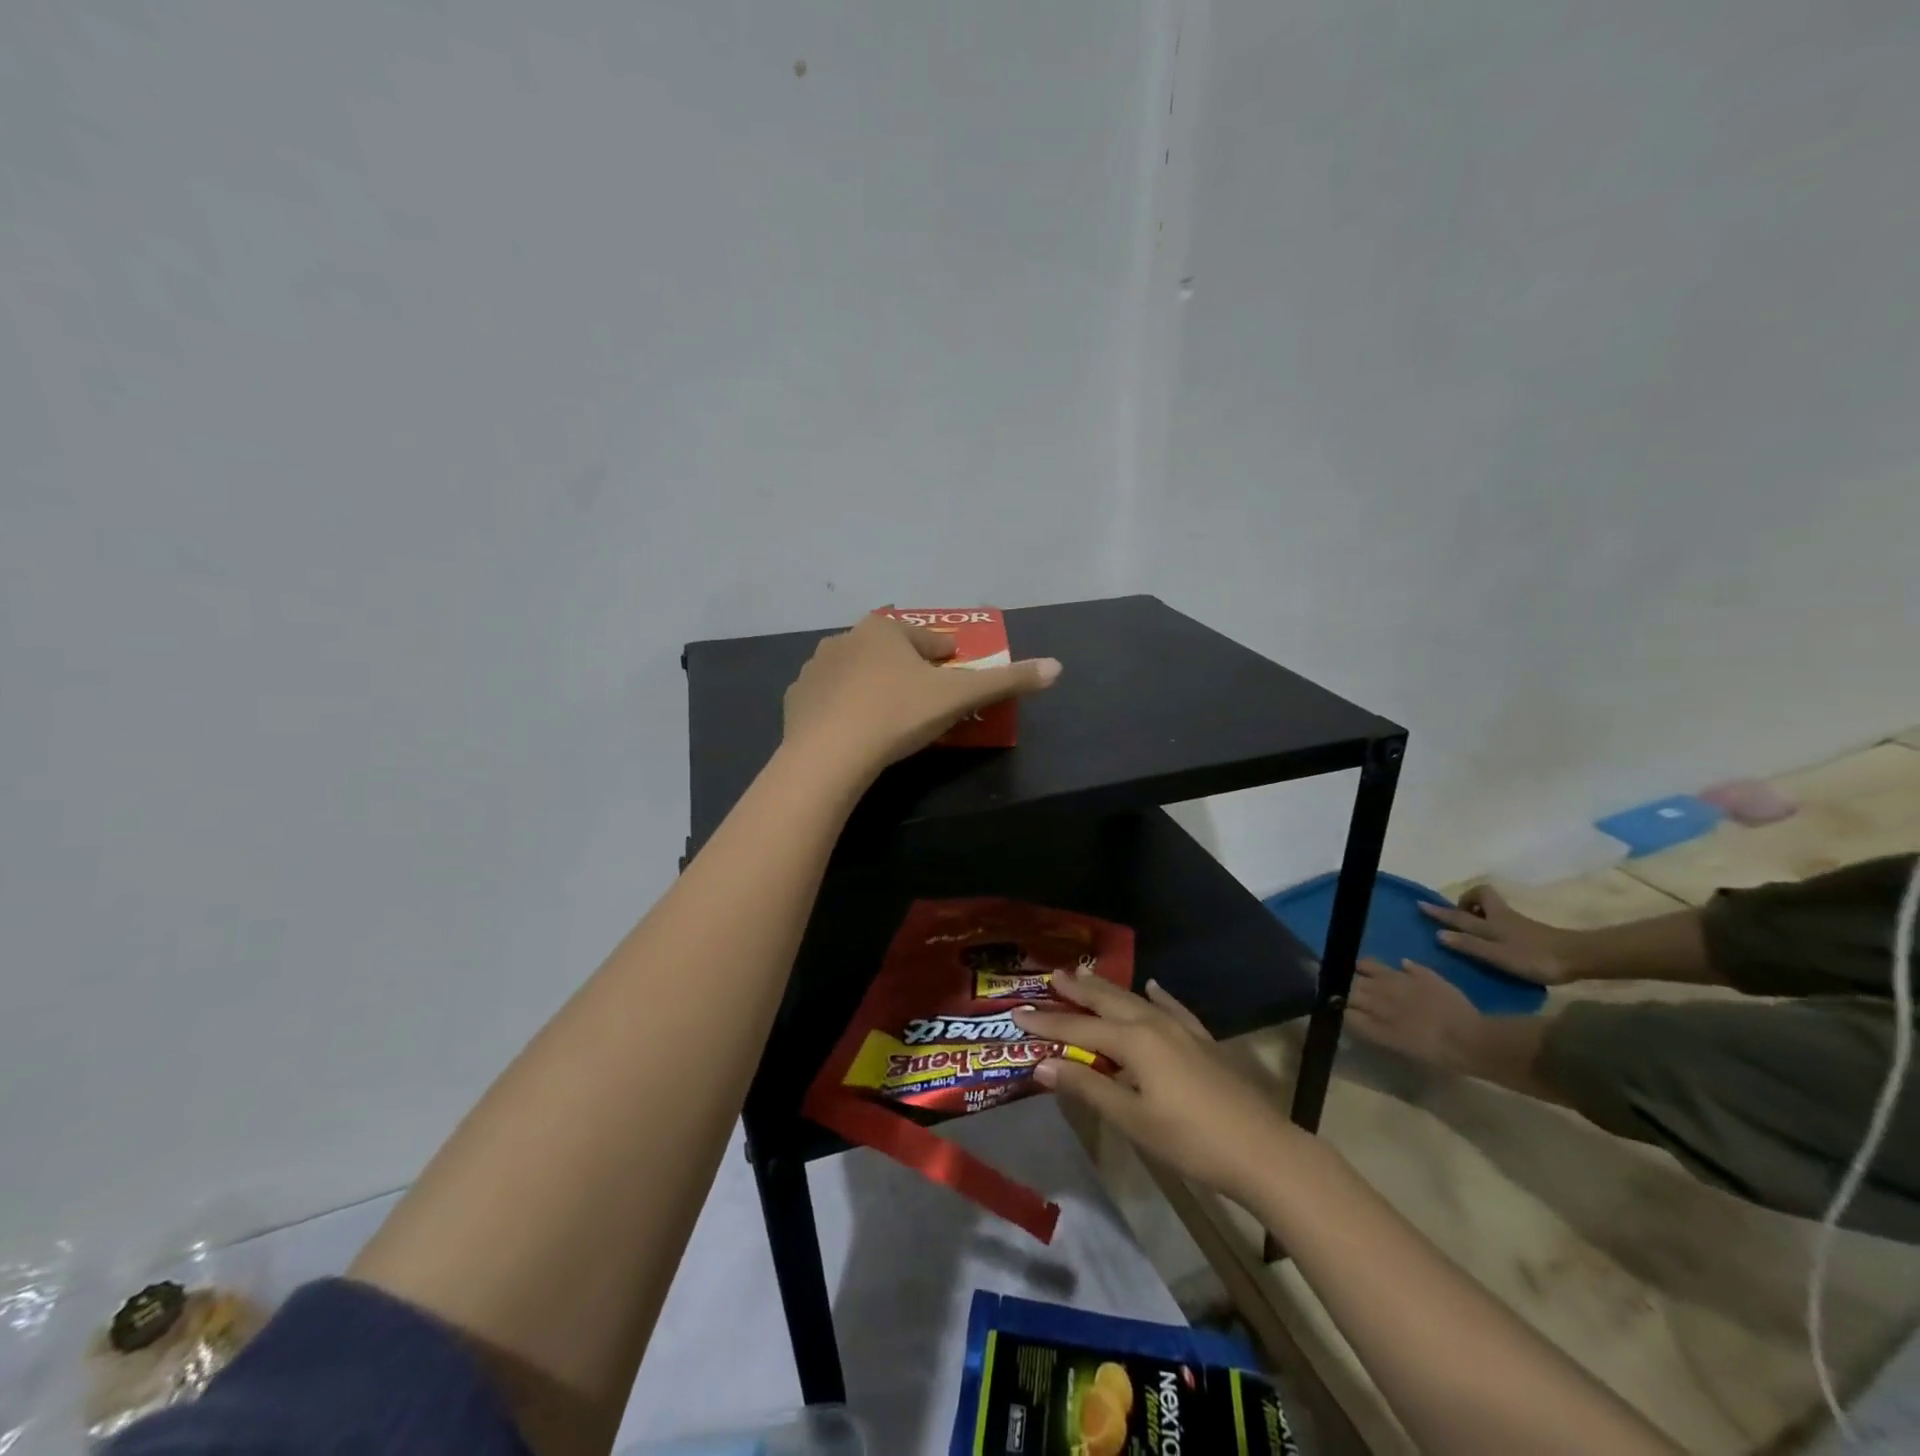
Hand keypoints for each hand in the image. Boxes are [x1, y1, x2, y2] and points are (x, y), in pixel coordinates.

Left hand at [781, 613, 1059, 777]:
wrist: (829, 754)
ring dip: (874, 684)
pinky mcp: (796, 700)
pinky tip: (853, 730)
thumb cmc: (898, 714)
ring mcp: (816, 669)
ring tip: (888, 715)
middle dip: (908, 668)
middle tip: (925, 697)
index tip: (954, 670)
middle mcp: (846, 639)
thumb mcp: (959, 698)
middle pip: (890, 651)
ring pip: (856, 672)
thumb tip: (1057, 667)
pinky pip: (829, 698)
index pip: (928, 638)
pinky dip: (843, 707)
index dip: (947, 655)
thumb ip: (1007, 681)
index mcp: (885, 630)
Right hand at [1013, 971, 1297, 1205]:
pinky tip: (1153, 986)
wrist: (1262, 1149)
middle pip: (1107, 1002)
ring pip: (1135, 1000)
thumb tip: (1042, 1066)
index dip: (1046, 1024)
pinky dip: (1157, 996)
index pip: (1078, 1030)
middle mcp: (1153, 1024)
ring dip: (1108, 989)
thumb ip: (1088, 1088)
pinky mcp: (1202, 1040)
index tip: (1016, 1014)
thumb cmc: (1190, 1140)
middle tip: (1052, 976)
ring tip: (1086, 974)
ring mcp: (1181, 1029)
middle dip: (1077, 990)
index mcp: (1133, 1042)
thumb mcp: (1132, 1119)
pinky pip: (1172, 1008)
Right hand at [1419, 886, 1580, 984]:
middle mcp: (1501, 916)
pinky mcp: (1530, 931)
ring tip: (1474, 927)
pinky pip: (1503, 919)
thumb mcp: (1497, 955)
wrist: (1579, 958)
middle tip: (1460, 913)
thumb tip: (1438, 933)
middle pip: (1482, 896)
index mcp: (1490, 921)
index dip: (1440, 910)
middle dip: (1468, 901)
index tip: (1421, 904)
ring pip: (1493, 908)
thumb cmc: (1534, 957)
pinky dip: (1494, 923)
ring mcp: (1517, 923)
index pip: (1459, 913)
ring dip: (1480, 912)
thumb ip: (1468, 945)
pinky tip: (1496, 939)